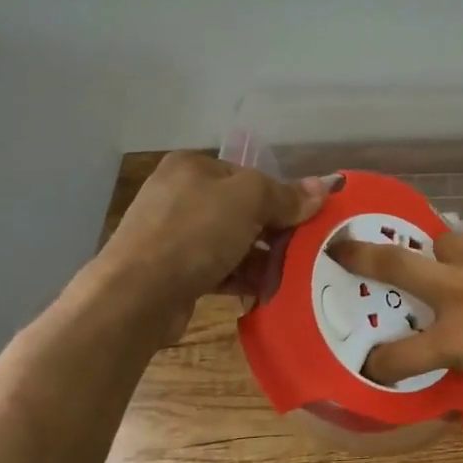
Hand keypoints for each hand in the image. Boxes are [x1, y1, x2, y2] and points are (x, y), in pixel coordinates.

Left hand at [104, 153, 335, 339]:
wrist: (137, 295)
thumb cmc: (194, 234)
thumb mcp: (249, 201)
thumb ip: (287, 194)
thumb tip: (325, 186)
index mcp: (193, 167)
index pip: (250, 176)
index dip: (282, 198)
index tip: (308, 222)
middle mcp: (180, 195)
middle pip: (243, 210)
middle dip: (275, 232)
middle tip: (306, 251)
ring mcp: (174, 235)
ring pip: (233, 242)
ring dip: (263, 259)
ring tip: (293, 275)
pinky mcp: (173, 271)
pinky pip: (219, 269)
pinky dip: (243, 277)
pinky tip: (268, 290)